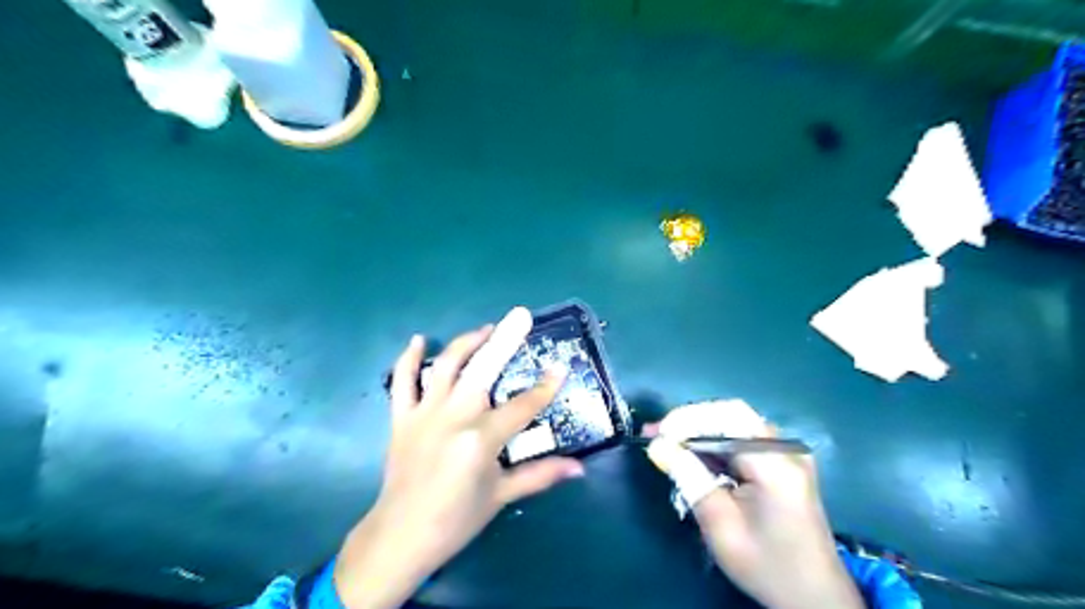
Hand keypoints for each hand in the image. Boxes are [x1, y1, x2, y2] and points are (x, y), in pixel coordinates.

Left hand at [335, 306, 584, 608]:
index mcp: (481, 439)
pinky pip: (402, 381)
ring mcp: (425, 413)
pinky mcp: (402, 417)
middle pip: (484, 369)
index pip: (523, 406)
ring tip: (487, 328)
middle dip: (506, 339)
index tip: (560, 367)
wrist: (400, 536)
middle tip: (521, 315)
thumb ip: (540, 475)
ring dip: (468, 342)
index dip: (545, 387)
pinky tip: (419, 340)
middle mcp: (454, 417)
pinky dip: (409, 358)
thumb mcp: (501, 496)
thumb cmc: (456, 520)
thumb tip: (579, 469)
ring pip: (447, 365)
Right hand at [642, 403, 865, 607]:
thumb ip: (689, 478)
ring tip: (669, 444)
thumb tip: (657, 445)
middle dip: (690, 422)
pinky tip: (695, 455)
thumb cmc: (766, 565)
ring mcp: (789, 454)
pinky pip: (744, 438)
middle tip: (657, 436)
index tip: (656, 434)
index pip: (726, 417)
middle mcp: (786, 449)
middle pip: (731, 415)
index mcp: (775, 463)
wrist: (815, 597)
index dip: (687, 419)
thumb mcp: (720, 525)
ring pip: (736, 424)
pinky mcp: (785, 462)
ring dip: (701, 431)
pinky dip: (716, 443)